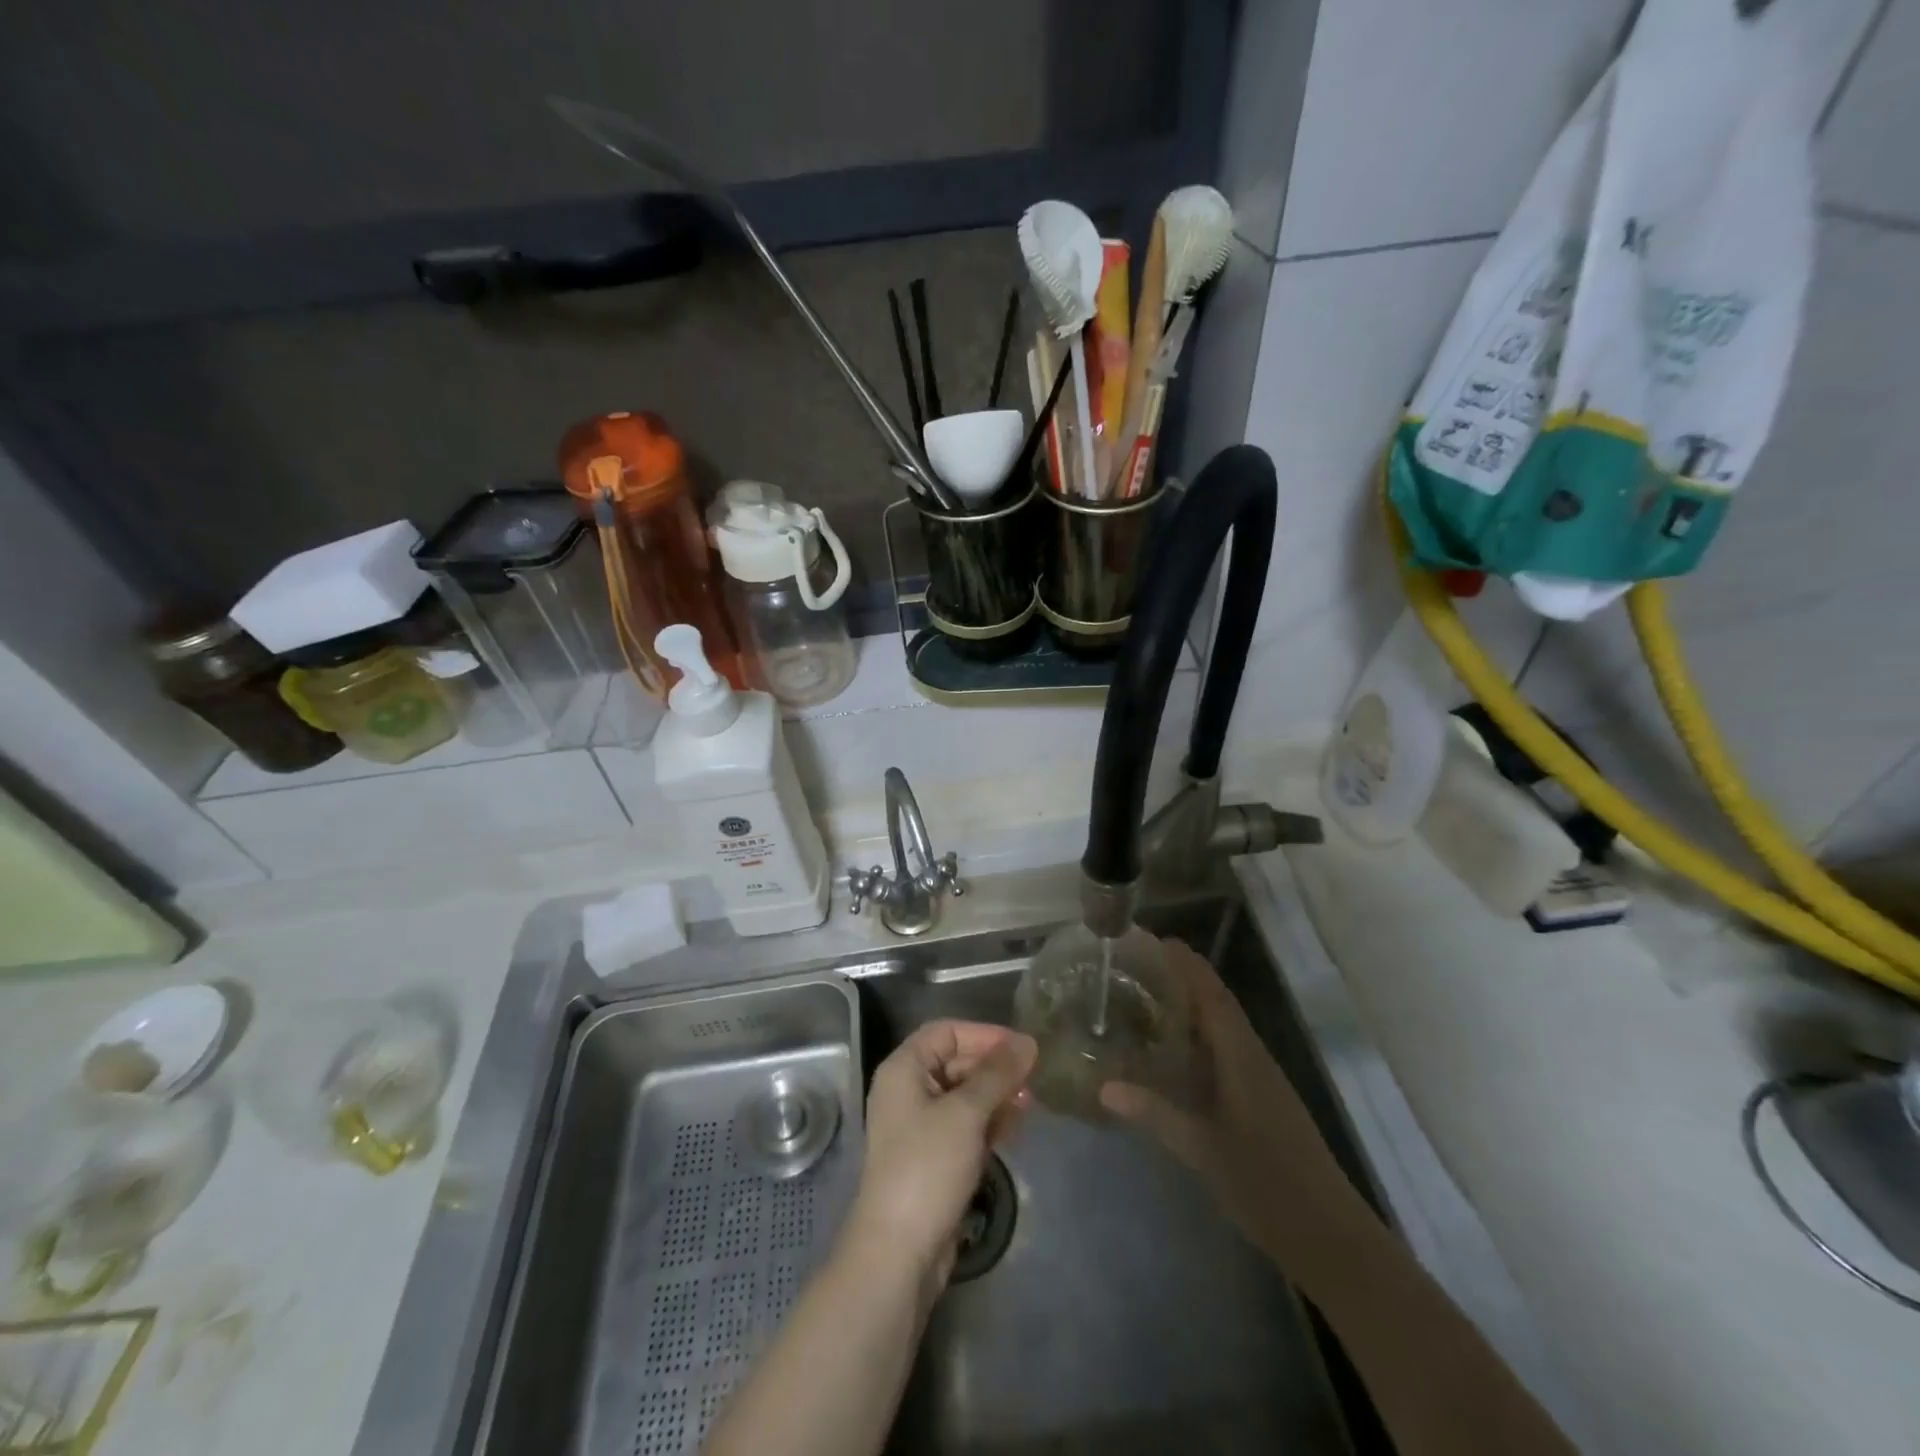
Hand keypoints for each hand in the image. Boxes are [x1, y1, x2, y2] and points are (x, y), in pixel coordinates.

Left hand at [846, 1020, 1036, 1289]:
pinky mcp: (933, 1157)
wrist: (899, 1253)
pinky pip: (964, 1125)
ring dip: (996, 1095)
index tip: (1022, 1047)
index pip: (946, 1032)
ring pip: (964, 1095)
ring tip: (1030, 1102)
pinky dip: (988, 1121)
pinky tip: (1014, 1127)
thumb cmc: (927, 1167)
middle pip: (956, 1062)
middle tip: (1033, 1077)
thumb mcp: (966, 1113)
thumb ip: (997, 1074)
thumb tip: (1027, 1041)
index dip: (984, 1034)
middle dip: (994, 1067)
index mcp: (904, 1070)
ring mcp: (919, 1126)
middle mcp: (908, 1091)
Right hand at [1100, 939, 1351, 1265]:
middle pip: (1216, 1001)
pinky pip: (1224, 1049)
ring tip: (1144, 997)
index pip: (1211, 992)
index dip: (1184, 962)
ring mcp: (1260, 1077)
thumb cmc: (1266, 1185)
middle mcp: (1252, 1056)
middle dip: (1180, 977)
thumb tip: (1104, 1087)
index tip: (1150, 940)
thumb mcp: (1202, 1150)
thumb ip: (1155, 1114)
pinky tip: (1172, 1050)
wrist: (1330, 1235)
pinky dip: (1197, 1035)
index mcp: (1242, 1055)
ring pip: (1222, 1025)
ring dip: (1189, 1004)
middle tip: (1134, 968)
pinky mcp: (1260, 1098)